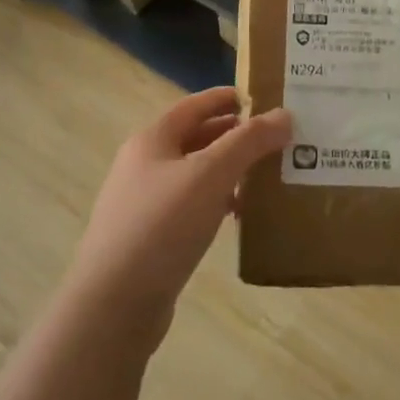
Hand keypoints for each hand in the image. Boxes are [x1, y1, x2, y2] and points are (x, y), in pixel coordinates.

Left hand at [68, 87, 290, 341]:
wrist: (115, 302)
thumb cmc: (162, 226)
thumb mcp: (210, 175)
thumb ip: (248, 142)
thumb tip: (284, 115)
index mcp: (152, 140)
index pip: (194, 105)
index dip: (228, 98)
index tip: (264, 98)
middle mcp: (144, 165)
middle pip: (195, 138)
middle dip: (235, 136)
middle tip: (278, 140)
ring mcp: (144, 202)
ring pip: (195, 175)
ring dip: (229, 172)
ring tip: (267, 177)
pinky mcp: (151, 237)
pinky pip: (191, 207)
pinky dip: (217, 203)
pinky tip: (240, 217)